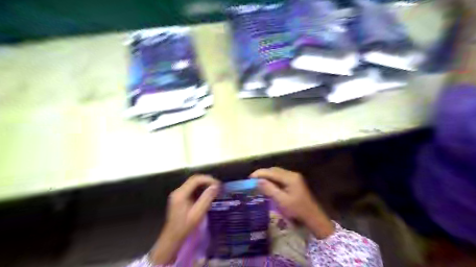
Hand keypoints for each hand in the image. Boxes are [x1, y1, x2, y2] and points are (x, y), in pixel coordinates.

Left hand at [149, 175, 219, 264]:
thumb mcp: (197, 213)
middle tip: (218, 186)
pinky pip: (191, 189)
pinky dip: (200, 189)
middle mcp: (178, 191)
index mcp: (181, 194)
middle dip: (207, 181)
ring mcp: (178, 194)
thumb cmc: (185, 227)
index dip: (208, 179)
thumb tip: (215, 186)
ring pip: (193, 183)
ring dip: (204, 184)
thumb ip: (206, 198)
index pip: (196, 179)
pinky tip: (207, 194)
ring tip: (214, 189)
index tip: (218, 184)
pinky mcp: (180, 198)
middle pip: (194, 180)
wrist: (172, 238)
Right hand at [253, 167, 334, 238]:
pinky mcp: (294, 181)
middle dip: (262, 173)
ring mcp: (294, 177)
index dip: (260, 173)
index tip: (249, 178)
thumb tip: (258, 181)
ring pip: (277, 173)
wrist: (312, 216)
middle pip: (274, 170)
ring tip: (257, 181)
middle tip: (252, 180)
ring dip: (267, 176)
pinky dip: (272, 179)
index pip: (271, 172)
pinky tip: (267, 184)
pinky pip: (280, 177)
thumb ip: (269, 189)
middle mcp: (292, 174)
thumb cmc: (297, 210)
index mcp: (290, 177)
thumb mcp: (281, 201)